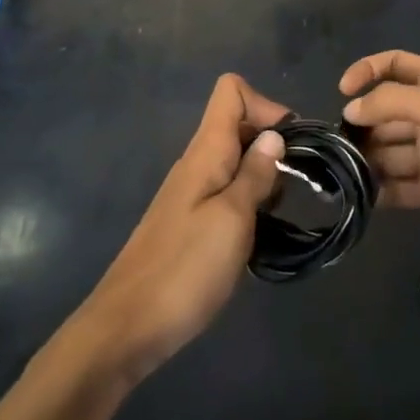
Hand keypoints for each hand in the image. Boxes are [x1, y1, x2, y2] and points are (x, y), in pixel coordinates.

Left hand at [79, 74, 288, 380]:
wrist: (126, 329)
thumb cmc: (185, 270)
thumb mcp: (233, 219)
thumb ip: (255, 174)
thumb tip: (274, 135)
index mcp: (205, 152)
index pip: (231, 91)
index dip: (265, 104)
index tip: (289, 143)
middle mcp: (196, 163)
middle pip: (238, 124)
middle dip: (272, 144)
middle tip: (293, 184)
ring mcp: (191, 193)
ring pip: (235, 161)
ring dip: (263, 178)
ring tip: (276, 215)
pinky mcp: (189, 222)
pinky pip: (226, 192)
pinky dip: (248, 203)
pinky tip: (257, 236)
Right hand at [339, 52, 419, 252]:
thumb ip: (392, 102)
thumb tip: (351, 109)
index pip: (394, 65)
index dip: (366, 71)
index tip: (342, 93)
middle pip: (385, 114)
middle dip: (359, 126)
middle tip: (329, 147)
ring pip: (388, 153)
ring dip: (364, 161)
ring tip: (335, 175)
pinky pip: (399, 188)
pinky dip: (378, 192)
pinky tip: (355, 199)